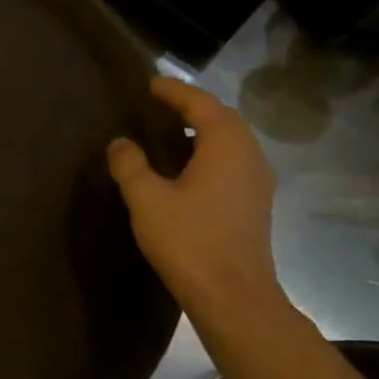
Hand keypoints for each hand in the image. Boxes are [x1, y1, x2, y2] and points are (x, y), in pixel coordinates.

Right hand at [107, 77, 284, 322]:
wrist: (232, 294)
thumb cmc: (189, 240)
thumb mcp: (147, 199)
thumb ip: (131, 165)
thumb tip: (121, 142)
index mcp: (226, 146)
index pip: (202, 104)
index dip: (175, 92)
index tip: (151, 84)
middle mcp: (250, 156)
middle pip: (223, 119)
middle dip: (193, 107)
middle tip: (161, 104)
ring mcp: (257, 181)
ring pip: (231, 141)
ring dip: (204, 130)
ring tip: (173, 130)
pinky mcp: (254, 203)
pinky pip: (233, 162)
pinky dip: (210, 152)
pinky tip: (189, 167)